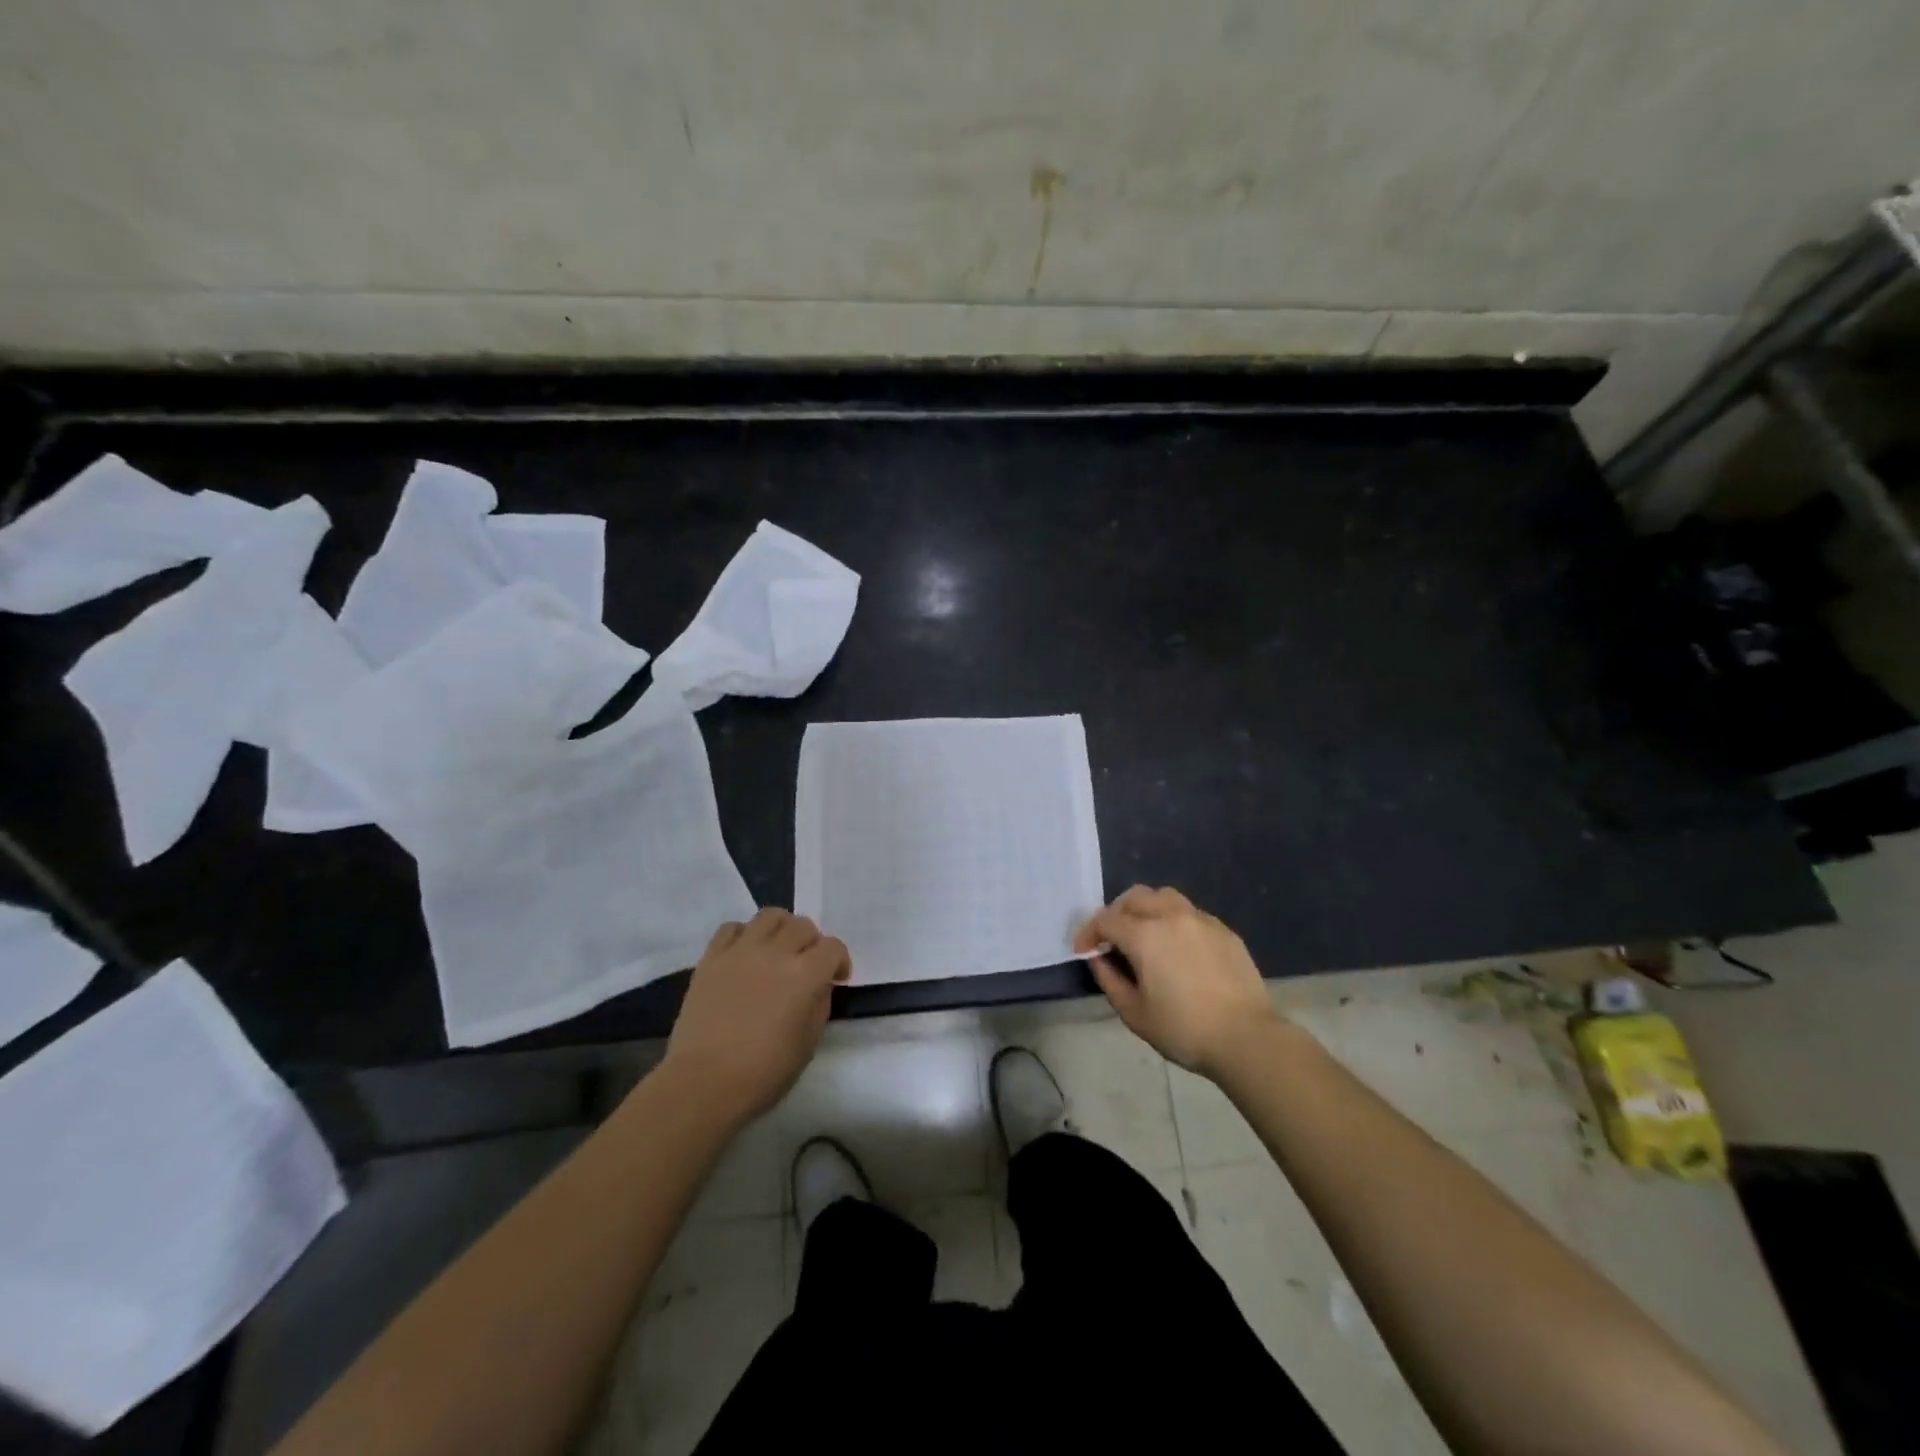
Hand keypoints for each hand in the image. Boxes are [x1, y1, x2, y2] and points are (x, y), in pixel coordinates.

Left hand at [663, 908, 850, 1124]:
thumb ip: (819, 1005)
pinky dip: (744, 934)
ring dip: (782, 928)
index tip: (837, 979)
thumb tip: (818, 986)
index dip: (840, 961)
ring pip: (770, 915)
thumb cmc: (763, 1073)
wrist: (703, 1083)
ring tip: (778, 949)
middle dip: (812, 943)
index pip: (833, 947)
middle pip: (803, 925)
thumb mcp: (808, 1044)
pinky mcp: (711, 958)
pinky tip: (745, 954)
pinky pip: (731, 927)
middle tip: (807, 965)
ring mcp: (740, 951)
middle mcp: (775, 952)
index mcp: (805, 975)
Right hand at [1075, 885, 1280, 1078]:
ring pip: (1164, 897)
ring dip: (1146, 909)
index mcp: (1144, 935)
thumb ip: (1109, 979)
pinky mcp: (1224, 930)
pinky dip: (1174, 921)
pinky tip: (1178, 948)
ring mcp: (1201, 920)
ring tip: (1144, 934)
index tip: (1084, 951)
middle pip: (1134, 897)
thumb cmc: (1184, 1030)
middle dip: (1116, 913)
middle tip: (1112, 939)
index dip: (1088, 933)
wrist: (1247, 1038)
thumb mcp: (1134, 1012)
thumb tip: (1098, 957)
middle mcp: (1171, 916)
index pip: (1105, 920)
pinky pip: (1190, 913)